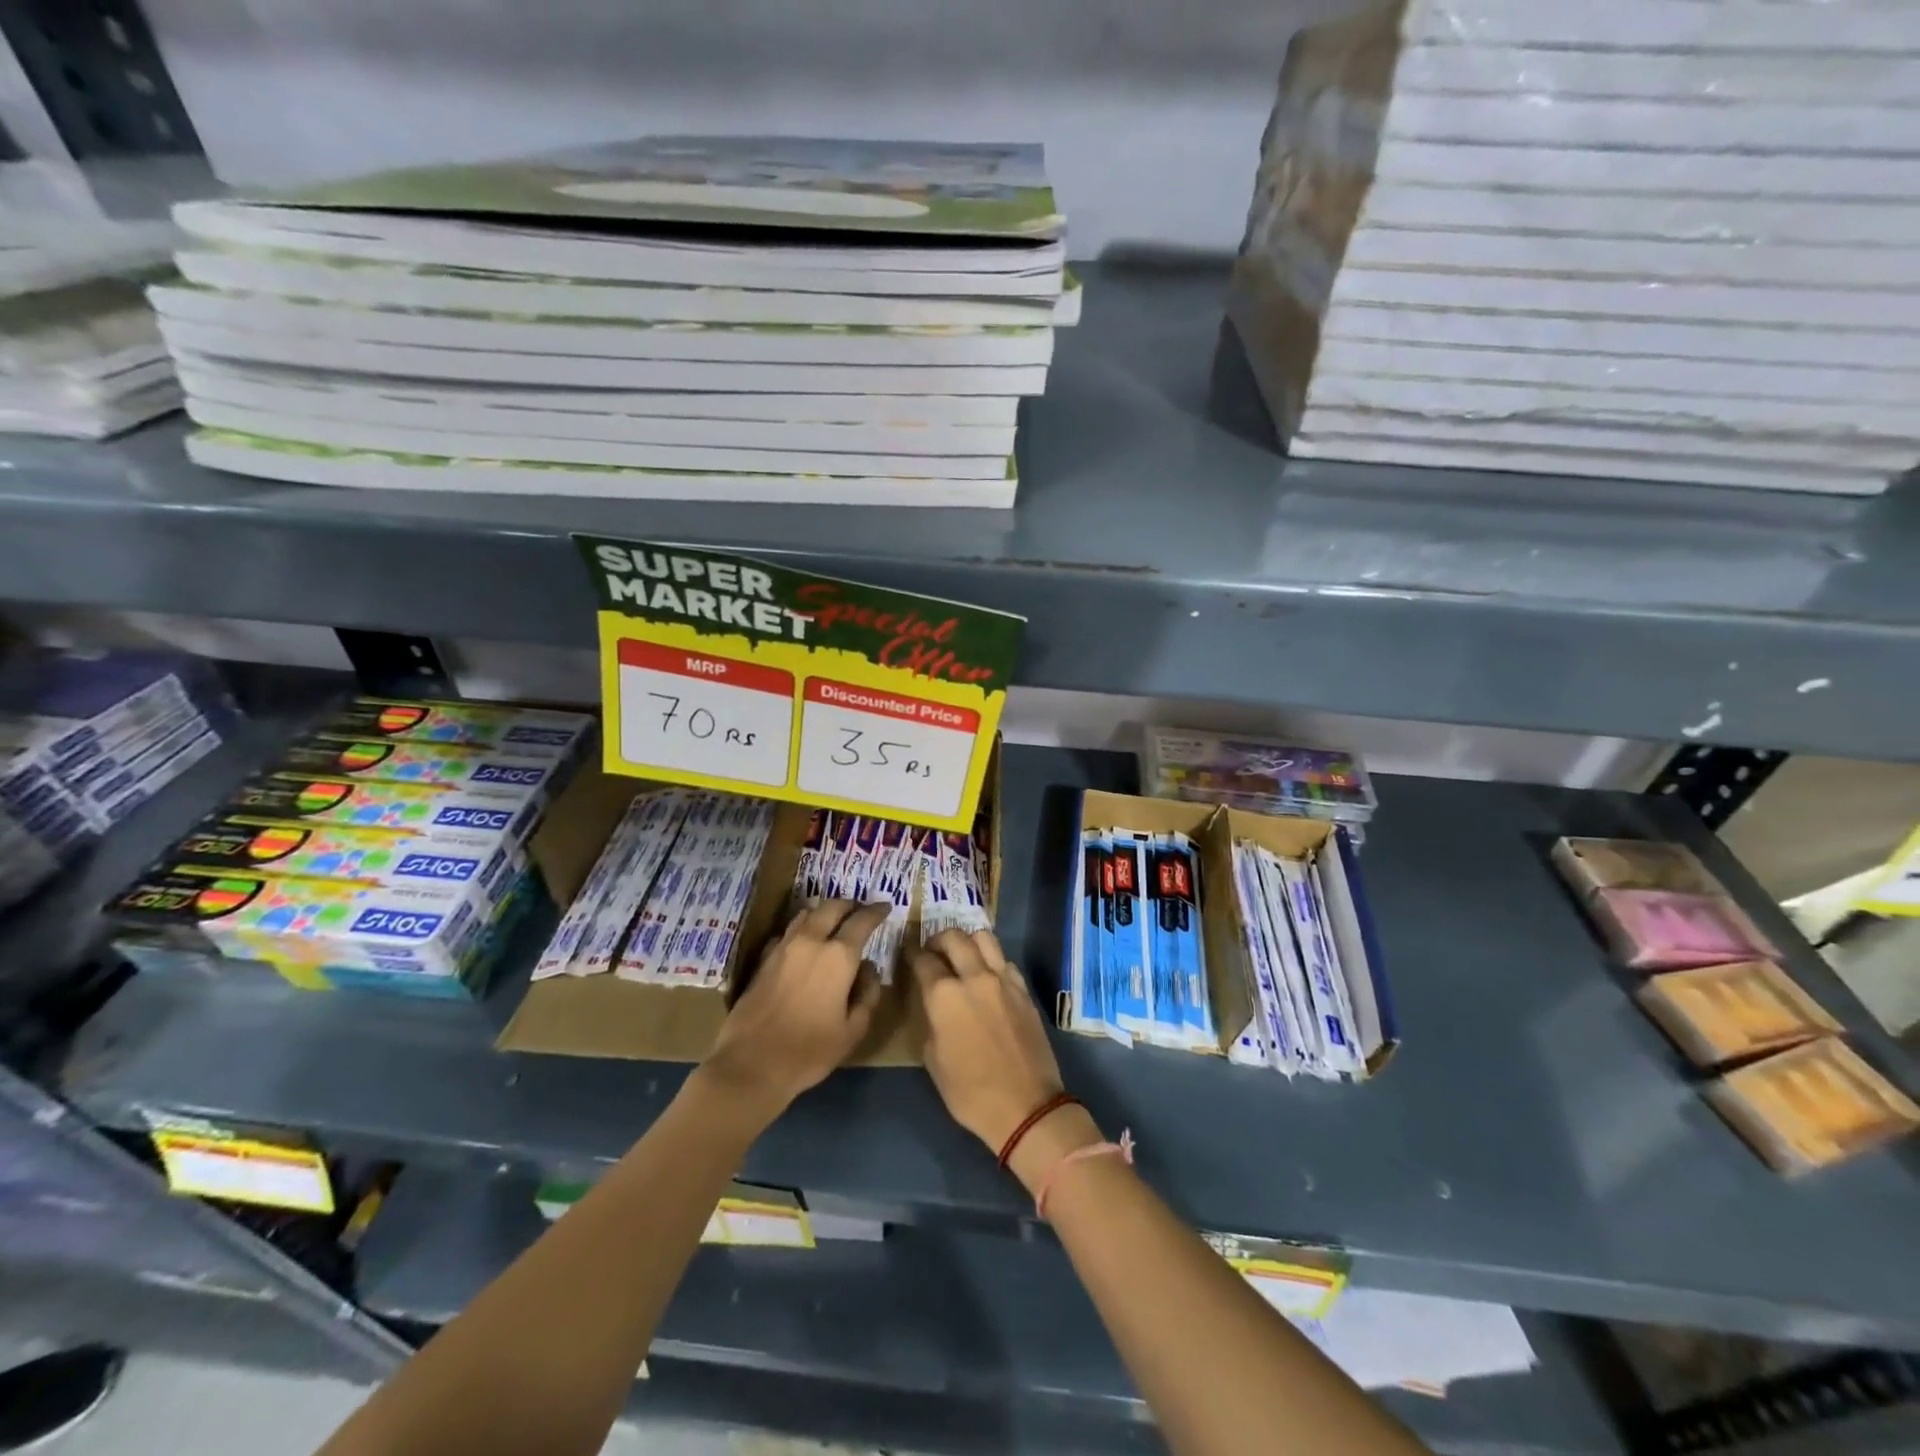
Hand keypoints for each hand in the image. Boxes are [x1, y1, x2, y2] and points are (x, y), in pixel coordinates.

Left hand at [703, 900, 888, 1118]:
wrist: (751, 1064)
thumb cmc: (809, 1051)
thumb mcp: (853, 1030)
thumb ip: (867, 994)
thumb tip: (869, 969)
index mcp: (838, 956)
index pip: (862, 920)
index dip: (876, 911)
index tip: (885, 907)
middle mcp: (811, 941)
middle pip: (832, 907)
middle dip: (849, 905)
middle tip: (860, 910)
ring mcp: (783, 947)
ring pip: (806, 914)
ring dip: (824, 912)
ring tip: (834, 921)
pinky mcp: (764, 959)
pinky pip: (787, 932)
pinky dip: (802, 929)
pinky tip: (804, 943)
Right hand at [910, 929, 1069, 1157]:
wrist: (1026, 1106)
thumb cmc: (970, 1092)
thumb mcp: (933, 1060)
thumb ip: (930, 1021)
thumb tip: (933, 1005)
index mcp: (945, 995)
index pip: (923, 959)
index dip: (911, 952)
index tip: (907, 951)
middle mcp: (974, 977)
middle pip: (954, 937)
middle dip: (938, 939)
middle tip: (932, 951)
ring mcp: (1003, 980)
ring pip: (984, 938)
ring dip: (967, 940)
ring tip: (961, 954)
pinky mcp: (1024, 990)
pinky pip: (1004, 960)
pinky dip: (991, 960)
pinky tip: (987, 976)